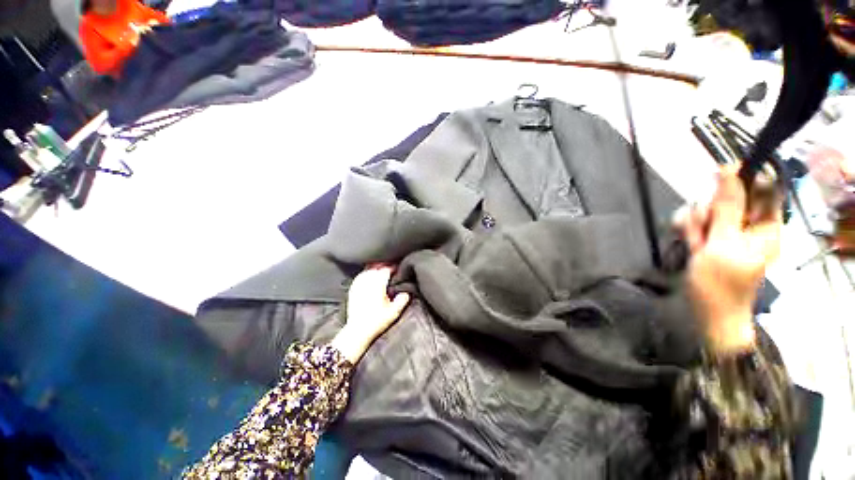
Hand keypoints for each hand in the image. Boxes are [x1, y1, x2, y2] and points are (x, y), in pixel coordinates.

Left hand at [330, 265, 410, 362]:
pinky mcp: (353, 289)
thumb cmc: (377, 321)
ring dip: (375, 267)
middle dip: (384, 265)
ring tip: (381, 270)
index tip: (399, 268)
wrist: (357, 331)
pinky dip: (366, 273)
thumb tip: (406, 292)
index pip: (386, 269)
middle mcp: (367, 281)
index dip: (393, 267)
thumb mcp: (394, 312)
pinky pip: (360, 275)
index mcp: (378, 284)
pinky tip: (369, 275)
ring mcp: (358, 284)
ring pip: (367, 269)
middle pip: (376, 266)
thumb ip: (402, 299)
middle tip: (391, 267)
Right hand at [675, 165, 781, 353]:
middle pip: (729, 198)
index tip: (717, 175)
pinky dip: (689, 230)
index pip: (762, 188)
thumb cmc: (721, 283)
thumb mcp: (724, 244)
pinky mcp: (711, 241)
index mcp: (766, 225)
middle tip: (703, 225)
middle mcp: (749, 225)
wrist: (707, 312)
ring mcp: (728, 234)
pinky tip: (687, 242)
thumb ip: (727, 208)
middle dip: (711, 207)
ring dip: (696, 221)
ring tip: (693, 241)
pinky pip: (698, 224)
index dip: (742, 178)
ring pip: (709, 210)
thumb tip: (728, 170)